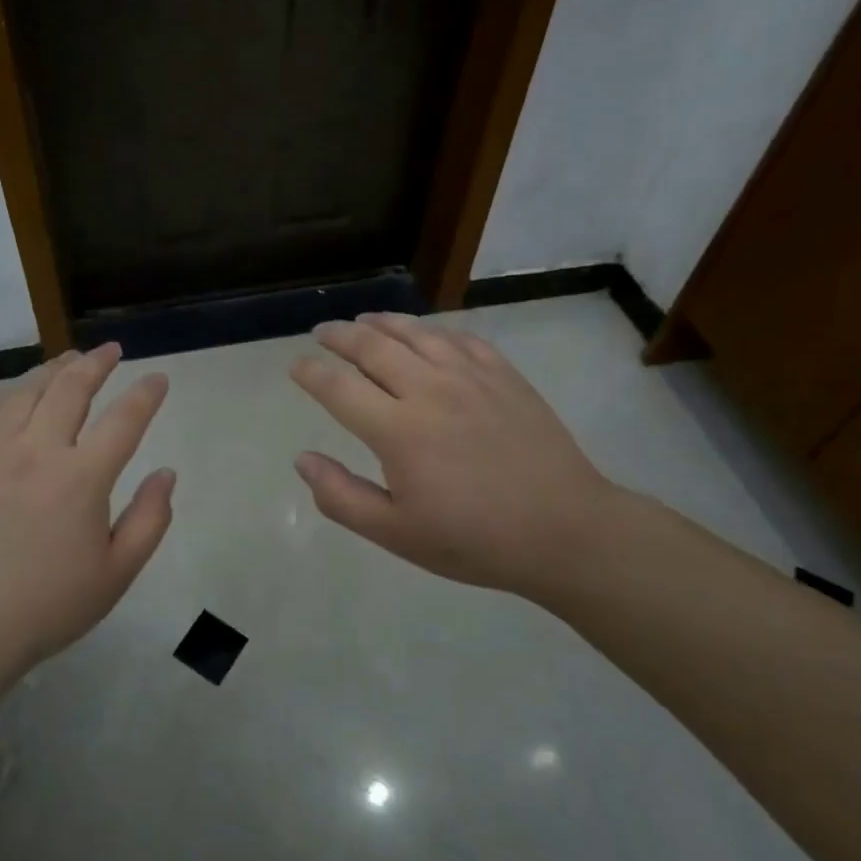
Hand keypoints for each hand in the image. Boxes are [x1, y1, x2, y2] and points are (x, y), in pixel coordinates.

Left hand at [0, 344, 174, 709]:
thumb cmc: (49, 606)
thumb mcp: (117, 574)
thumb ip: (151, 519)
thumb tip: (166, 473)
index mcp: (82, 478)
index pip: (124, 419)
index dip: (146, 394)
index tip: (158, 380)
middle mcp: (37, 452)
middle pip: (71, 388)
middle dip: (96, 363)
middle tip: (111, 350)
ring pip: (26, 392)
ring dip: (53, 370)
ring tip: (69, 360)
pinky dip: (6, 397)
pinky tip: (16, 396)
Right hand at [290, 313, 622, 597]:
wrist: (563, 530)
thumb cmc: (474, 539)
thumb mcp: (396, 534)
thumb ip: (341, 497)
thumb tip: (302, 459)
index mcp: (398, 430)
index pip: (339, 388)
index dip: (311, 373)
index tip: (296, 366)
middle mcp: (429, 390)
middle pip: (373, 347)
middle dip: (340, 336)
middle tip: (322, 331)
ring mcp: (471, 377)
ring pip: (416, 333)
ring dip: (383, 323)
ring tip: (365, 320)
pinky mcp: (504, 376)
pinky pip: (462, 339)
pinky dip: (435, 330)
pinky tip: (428, 334)